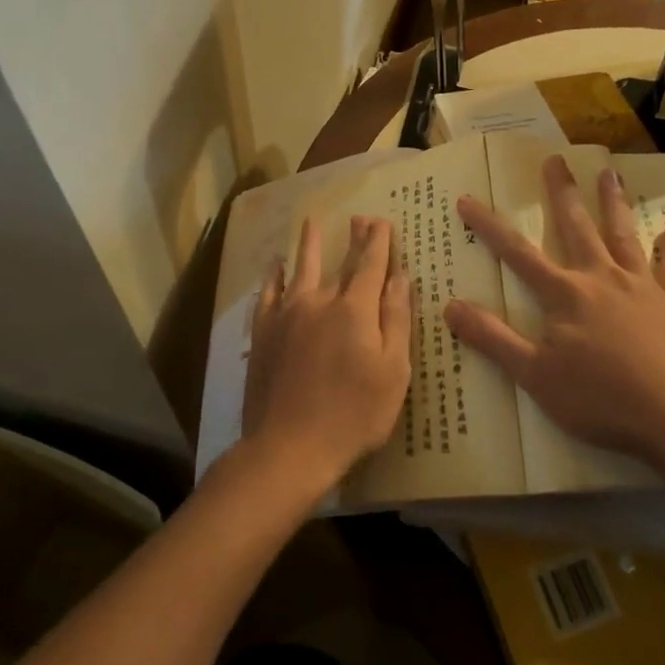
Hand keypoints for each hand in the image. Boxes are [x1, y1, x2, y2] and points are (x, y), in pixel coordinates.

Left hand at [244, 214, 412, 500]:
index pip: (371, 265)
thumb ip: (396, 320)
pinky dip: (272, 277)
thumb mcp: (393, 372)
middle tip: (359, 218)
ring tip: (310, 222)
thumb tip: (401, 278)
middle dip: (353, 239)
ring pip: (299, 269)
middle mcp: (320, 301)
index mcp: (355, 309)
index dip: (379, 242)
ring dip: (307, 244)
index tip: (382, 221)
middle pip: (339, 262)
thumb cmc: (353, 414)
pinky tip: (273, 267)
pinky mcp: (263, 332)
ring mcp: (286, 315)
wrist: (289, 446)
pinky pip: (268, 294)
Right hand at [443, 156, 664, 465]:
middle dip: (561, 193)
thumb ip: (493, 338)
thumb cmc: (601, 400)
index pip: (517, 253)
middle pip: (576, 227)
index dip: (489, 226)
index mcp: (565, 294)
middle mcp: (601, 278)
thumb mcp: (535, 376)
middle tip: (555, 159)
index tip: (468, 199)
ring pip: (623, 235)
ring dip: (613, 203)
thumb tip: (450, 305)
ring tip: (609, 173)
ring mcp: (641, 287)